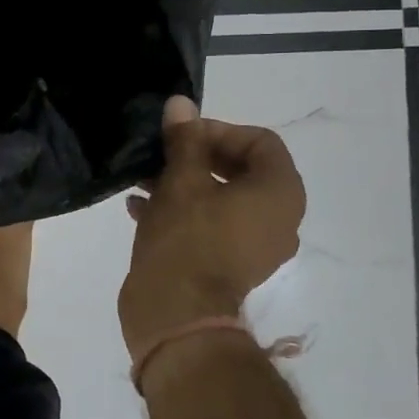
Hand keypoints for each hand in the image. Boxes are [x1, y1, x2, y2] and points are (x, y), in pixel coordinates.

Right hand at [120, 95, 306, 359]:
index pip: (261, 142)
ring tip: (143, 179)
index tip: (182, 135)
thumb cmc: (187, 238)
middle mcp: (279, 219)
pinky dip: (183, 212)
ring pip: (222, 198)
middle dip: (197, 156)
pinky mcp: (230, 266)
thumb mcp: (181, 180)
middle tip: (162, 153)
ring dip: (185, 183)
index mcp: (279, 194)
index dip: (220, 130)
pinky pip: (212, 226)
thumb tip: (182, 104)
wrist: (177, 315)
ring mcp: (256, 246)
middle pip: (241, 170)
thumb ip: (185, 139)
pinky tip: (139, 208)